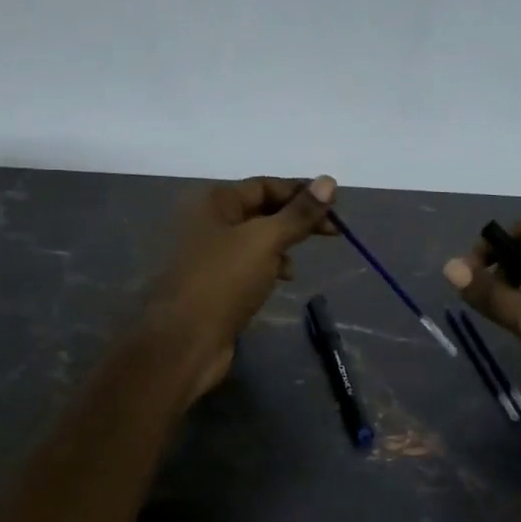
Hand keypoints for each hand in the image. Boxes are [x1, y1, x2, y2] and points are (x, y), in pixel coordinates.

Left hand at [144, 174, 337, 401]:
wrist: (185, 340)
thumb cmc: (223, 281)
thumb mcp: (266, 241)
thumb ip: (298, 213)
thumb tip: (328, 181)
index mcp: (216, 202)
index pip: (265, 185)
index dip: (300, 191)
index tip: (335, 205)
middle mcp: (210, 222)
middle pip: (261, 211)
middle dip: (296, 219)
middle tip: (333, 232)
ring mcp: (210, 254)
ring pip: (256, 240)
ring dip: (283, 244)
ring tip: (301, 260)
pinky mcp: (215, 283)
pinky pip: (248, 264)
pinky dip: (269, 266)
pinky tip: (282, 279)